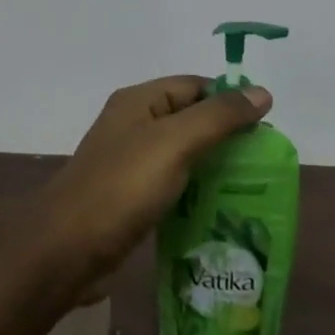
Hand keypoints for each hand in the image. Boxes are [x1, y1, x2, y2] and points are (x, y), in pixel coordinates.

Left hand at [40, 76, 271, 286]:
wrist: (67, 248)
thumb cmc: (122, 187)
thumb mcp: (174, 143)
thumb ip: (218, 117)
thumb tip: (262, 92)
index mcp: (138, 101)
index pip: (194, 85)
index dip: (230, 99)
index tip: (267, 127)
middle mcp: (132, 125)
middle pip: (189, 119)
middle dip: (226, 136)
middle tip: (264, 162)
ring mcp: (129, 163)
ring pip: (182, 154)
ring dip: (213, 166)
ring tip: (252, 187)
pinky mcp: (130, 197)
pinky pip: (172, 184)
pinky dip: (195, 191)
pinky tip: (220, 209)